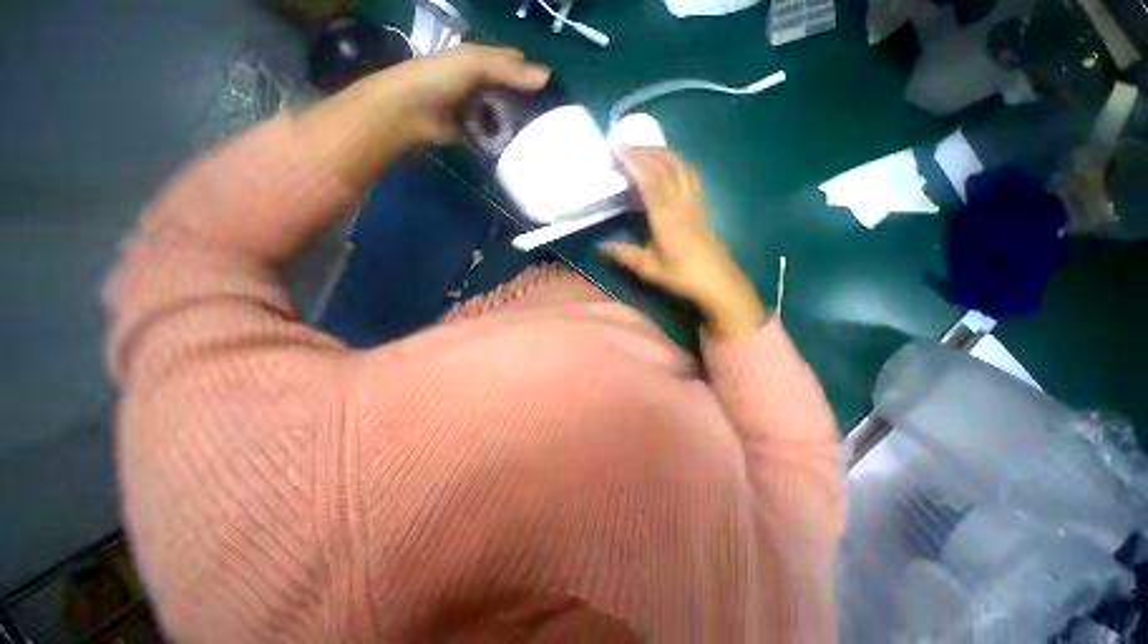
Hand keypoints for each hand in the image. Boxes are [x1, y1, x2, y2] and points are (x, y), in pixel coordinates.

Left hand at [371, 44, 550, 144]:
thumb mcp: (475, 63)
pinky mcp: (475, 132)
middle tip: (553, 121)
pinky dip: (506, 141)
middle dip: (531, 104)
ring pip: (506, 116)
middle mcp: (484, 84)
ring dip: (520, 125)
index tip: (556, 94)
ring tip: (541, 137)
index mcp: (484, 61)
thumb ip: (509, 70)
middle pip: (513, 93)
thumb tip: (548, 77)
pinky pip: (495, 136)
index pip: (517, 65)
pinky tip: (521, 148)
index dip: (535, 75)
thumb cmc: (440, 77)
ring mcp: (479, 110)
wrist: (410, 111)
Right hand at [601, 148, 768, 338]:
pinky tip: (669, 163)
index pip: (650, 182)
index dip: (635, 162)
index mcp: (667, 218)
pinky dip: (677, 162)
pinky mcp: (702, 205)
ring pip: (681, 166)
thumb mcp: (650, 269)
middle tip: (625, 145)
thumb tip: (601, 246)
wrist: (718, 282)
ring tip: (644, 148)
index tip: (618, 149)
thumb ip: (625, 255)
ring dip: (662, 152)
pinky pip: (691, 175)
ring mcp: (695, 202)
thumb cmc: (683, 276)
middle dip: (645, 151)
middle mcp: (682, 203)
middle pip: (666, 167)